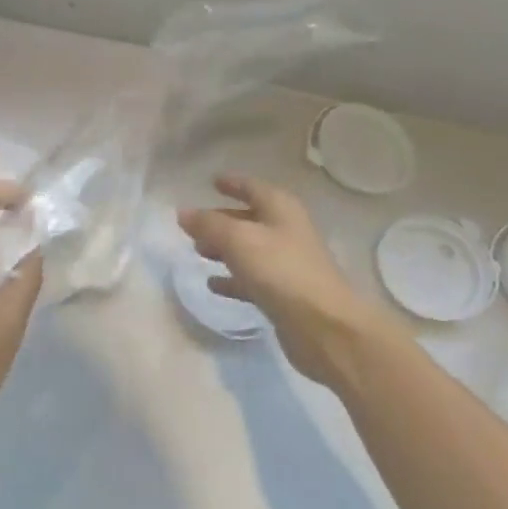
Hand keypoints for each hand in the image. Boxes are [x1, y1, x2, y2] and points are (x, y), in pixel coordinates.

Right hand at [179, 175, 393, 386]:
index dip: (233, 183)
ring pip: (249, 250)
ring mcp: (287, 264)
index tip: (212, 181)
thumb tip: (183, 213)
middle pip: (249, 219)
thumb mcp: (238, 240)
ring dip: (224, 249)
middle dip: (222, 220)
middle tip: (194, 225)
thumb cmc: (280, 270)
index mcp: (281, 209)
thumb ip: (208, 224)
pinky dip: (233, 279)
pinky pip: (252, 279)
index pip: (252, 187)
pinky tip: (213, 284)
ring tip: (198, 252)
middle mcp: (286, 231)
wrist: (324, 326)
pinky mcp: (284, 294)